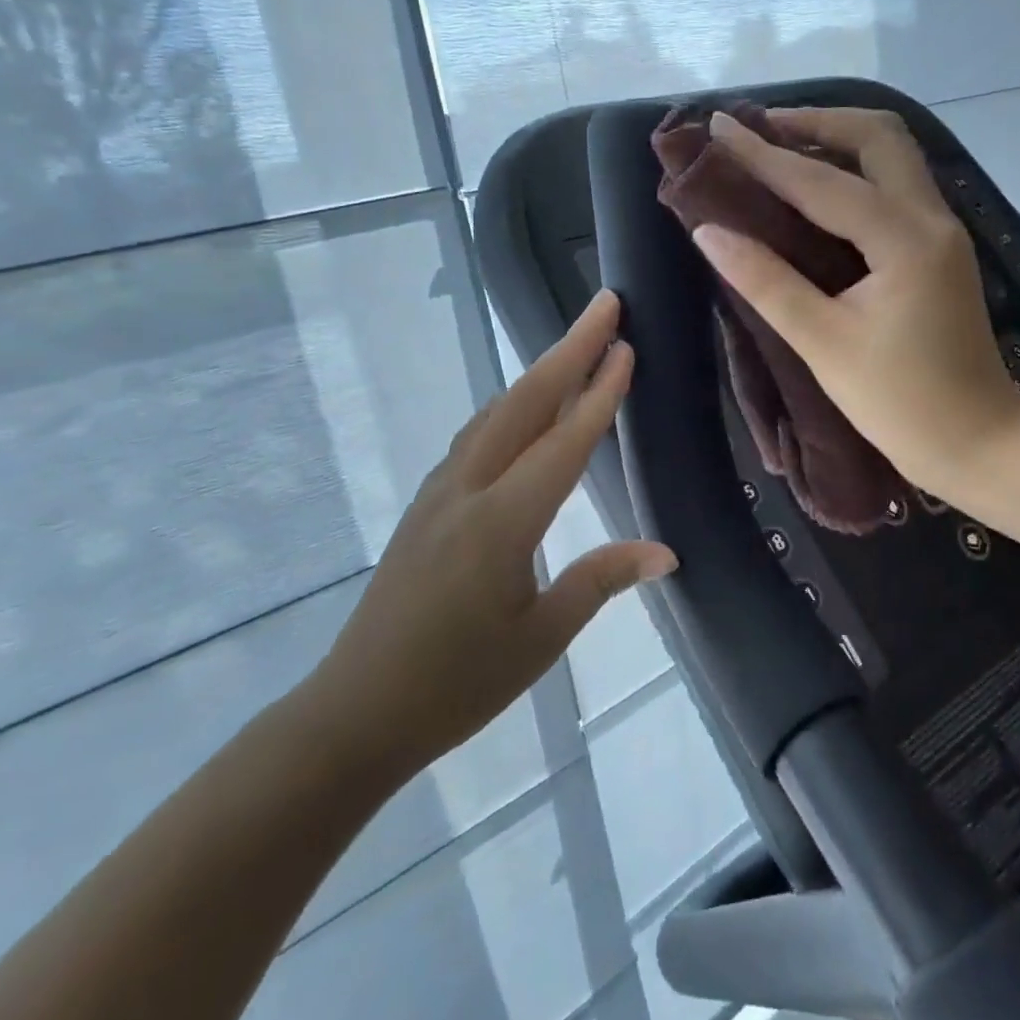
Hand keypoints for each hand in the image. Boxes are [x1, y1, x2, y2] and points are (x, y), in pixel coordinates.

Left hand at [302, 291, 676, 784]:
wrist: (356, 712)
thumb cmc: (456, 685)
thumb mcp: (540, 639)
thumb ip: (599, 580)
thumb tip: (664, 552)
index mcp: (501, 524)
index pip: (563, 443)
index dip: (599, 393)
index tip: (626, 346)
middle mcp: (467, 491)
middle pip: (524, 404)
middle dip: (568, 350)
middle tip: (605, 306)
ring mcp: (439, 493)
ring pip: (495, 414)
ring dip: (538, 374)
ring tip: (574, 346)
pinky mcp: (426, 505)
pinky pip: (475, 438)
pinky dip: (509, 407)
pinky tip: (522, 410)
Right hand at [691, 108, 1019, 506]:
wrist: (981, 445)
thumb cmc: (901, 404)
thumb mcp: (824, 343)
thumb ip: (766, 282)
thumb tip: (709, 231)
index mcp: (904, 239)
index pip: (821, 181)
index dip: (763, 154)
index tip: (718, 125)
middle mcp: (931, 219)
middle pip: (879, 137)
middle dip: (817, 122)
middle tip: (759, 128)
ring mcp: (942, 233)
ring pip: (894, 156)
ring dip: (839, 140)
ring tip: (782, 146)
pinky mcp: (939, 252)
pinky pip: (896, 187)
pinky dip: (855, 172)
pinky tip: (818, 190)